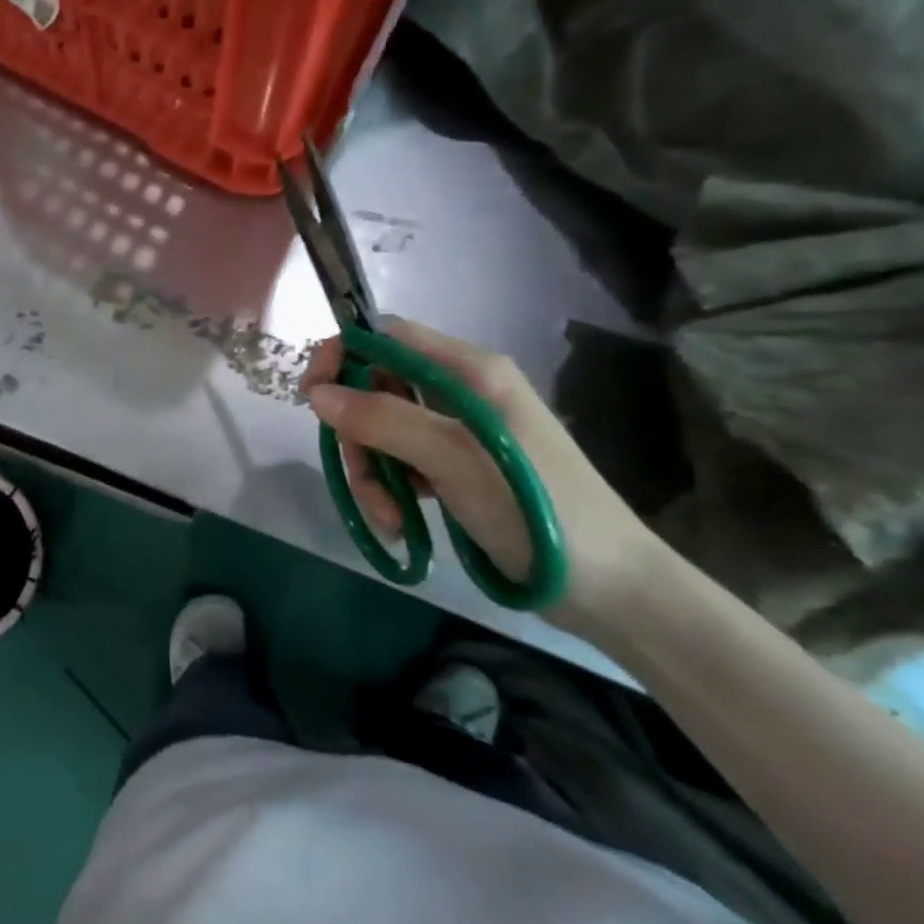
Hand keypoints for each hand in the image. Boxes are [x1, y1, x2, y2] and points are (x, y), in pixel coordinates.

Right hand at [301, 318, 667, 632]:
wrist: (612, 587)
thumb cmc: (536, 509)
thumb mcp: (453, 459)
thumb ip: (384, 419)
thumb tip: (319, 394)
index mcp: (469, 371)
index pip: (387, 336)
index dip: (343, 355)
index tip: (312, 396)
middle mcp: (462, 391)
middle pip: (378, 389)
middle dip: (358, 434)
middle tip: (360, 479)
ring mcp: (460, 432)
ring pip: (384, 432)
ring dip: (372, 472)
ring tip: (387, 516)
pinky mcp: (459, 469)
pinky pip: (403, 463)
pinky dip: (391, 489)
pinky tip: (400, 522)